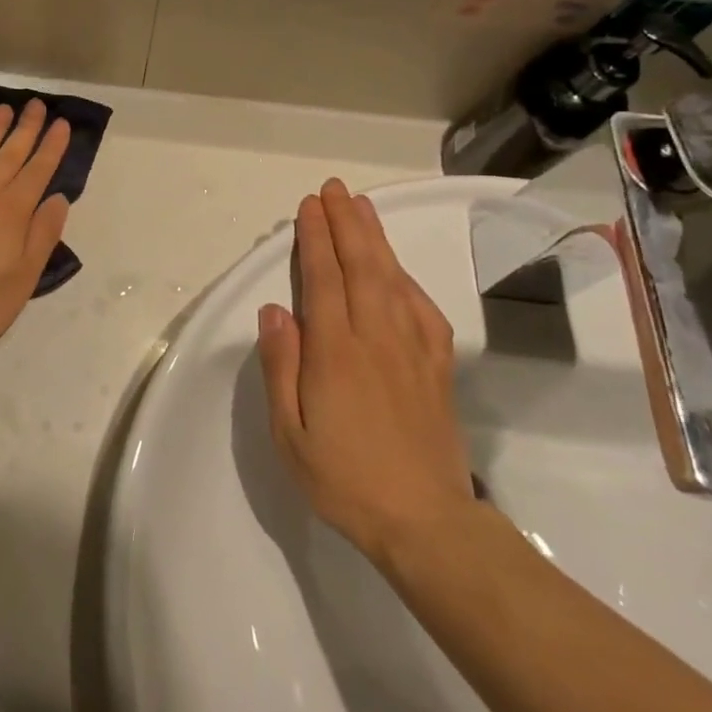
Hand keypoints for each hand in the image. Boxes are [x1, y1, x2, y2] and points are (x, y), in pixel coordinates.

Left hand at [0, 100, 71, 364]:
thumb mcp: (25, 277)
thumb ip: (43, 234)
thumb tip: (57, 198)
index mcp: (12, 210)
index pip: (38, 169)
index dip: (52, 145)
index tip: (61, 123)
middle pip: (9, 152)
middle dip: (26, 127)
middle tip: (35, 104)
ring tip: (3, 109)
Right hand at [257, 178, 475, 558]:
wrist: (426, 522)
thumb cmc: (344, 478)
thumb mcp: (290, 433)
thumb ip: (282, 367)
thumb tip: (274, 311)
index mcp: (336, 352)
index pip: (324, 279)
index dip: (316, 238)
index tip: (310, 206)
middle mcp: (376, 338)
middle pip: (362, 266)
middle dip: (347, 223)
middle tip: (335, 189)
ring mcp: (413, 350)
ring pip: (393, 279)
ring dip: (376, 239)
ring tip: (364, 207)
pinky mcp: (438, 367)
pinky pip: (423, 309)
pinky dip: (407, 279)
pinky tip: (398, 269)